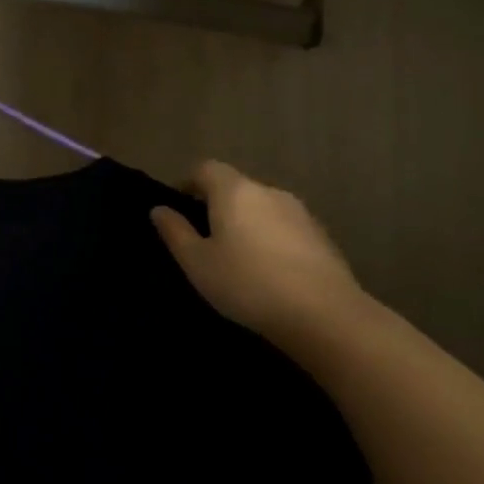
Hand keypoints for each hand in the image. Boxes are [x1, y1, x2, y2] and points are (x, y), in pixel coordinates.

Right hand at [151, 161, 363, 346]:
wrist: (323, 314)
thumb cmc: (246, 282)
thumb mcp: (196, 261)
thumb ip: (175, 231)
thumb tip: (159, 209)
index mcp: (234, 192)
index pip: (206, 169)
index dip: (187, 182)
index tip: (177, 206)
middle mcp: (269, 192)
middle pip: (236, 187)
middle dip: (217, 204)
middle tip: (202, 236)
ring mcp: (300, 213)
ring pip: (262, 207)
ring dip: (245, 222)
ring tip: (235, 255)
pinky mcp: (322, 236)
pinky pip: (284, 227)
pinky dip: (269, 238)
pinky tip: (267, 269)